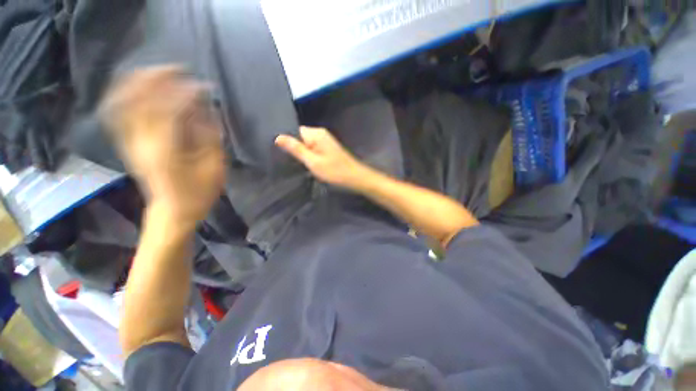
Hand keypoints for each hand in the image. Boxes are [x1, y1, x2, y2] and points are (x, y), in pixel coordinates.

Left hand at [100, 66, 224, 227]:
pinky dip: (128, 94)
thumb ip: (209, 136)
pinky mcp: (129, 144)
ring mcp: (130, 142)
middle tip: (178, 70)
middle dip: (157, 78)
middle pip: (137, 98)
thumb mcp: (214, 167)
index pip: (169, 109)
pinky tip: (142, 88)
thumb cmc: (199, 193)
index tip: (204, 87)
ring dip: (140, 82)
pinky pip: (119, 112)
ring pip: (123, 101)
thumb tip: (206, 110)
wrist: (172, 211)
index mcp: (166, 149)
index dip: (186, 93)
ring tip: (160, 73)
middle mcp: (141, 141)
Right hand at [275, 127, 369, 188]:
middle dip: (293, 147)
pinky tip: (305, 164)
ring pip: (306, 144)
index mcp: (316, 134)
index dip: (287, 140)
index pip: (294, 130)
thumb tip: (278, 137)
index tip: (278, 151)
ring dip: (301, 153)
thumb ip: (296, 149)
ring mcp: (325, 141)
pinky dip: (308, 156)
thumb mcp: (313, 162)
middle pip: (300, 137)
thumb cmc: (335, 171)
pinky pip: (313, 149)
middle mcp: (320, 134)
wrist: (355, 178)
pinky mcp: (327, 149)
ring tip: (293, 163)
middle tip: (285, 160)